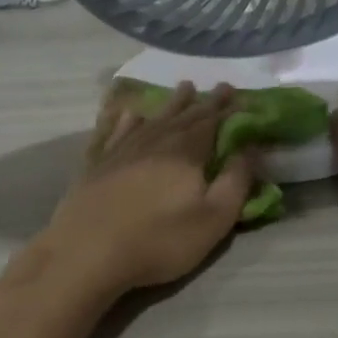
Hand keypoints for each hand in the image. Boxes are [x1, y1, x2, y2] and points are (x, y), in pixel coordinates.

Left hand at [34, 81, 255, 295]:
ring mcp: (122, 150)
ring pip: (153, 118)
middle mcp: (154, 142)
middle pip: (184, 116)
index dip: (226, 108)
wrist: (88, 251)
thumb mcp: (213, 219)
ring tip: (184, 87)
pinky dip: (127, 120)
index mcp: (185, 153)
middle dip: (204, 101)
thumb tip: (250, 148)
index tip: (237, 93)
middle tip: (218, 86)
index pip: (211, 122)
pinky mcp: (97, 164)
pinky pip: (116, 131)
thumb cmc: (159, 240)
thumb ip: (235, 182)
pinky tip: (130, 114)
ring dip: (171, 104)